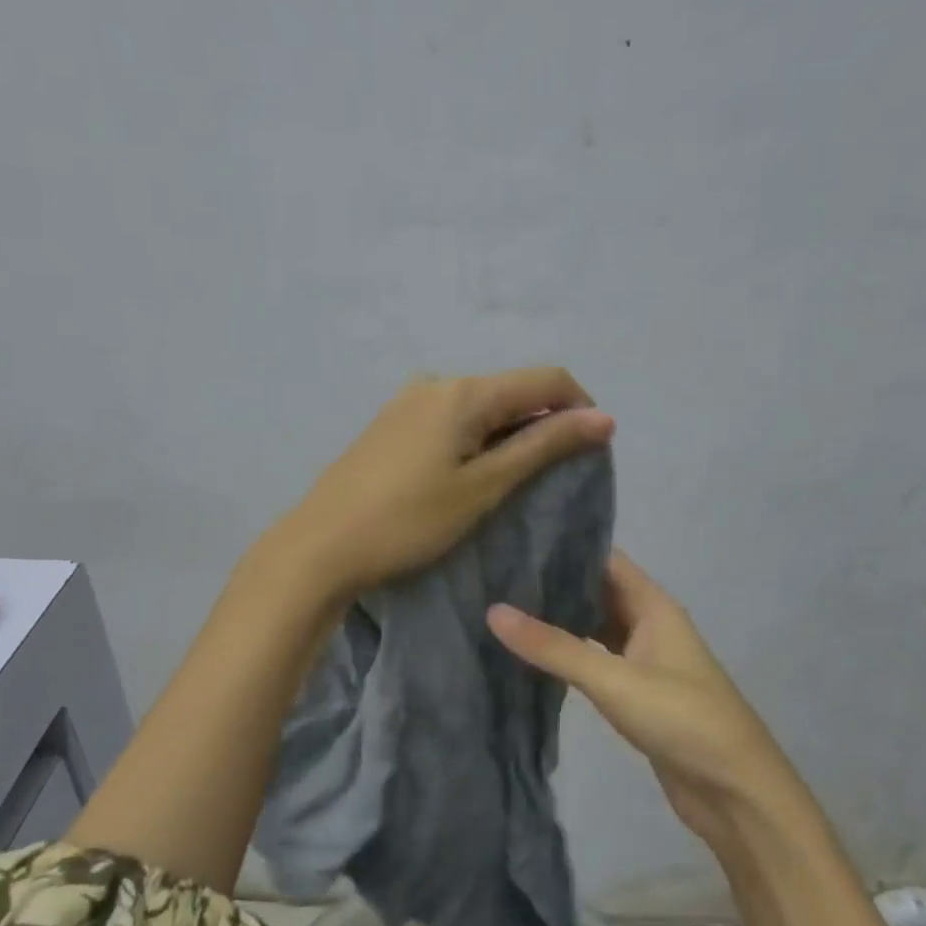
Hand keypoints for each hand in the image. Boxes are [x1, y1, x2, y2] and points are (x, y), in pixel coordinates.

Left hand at [278, 368, 614, 602]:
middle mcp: (438, 382)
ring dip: (508, 435)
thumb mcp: (484, 487)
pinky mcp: (392, 422)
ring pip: (481, 407)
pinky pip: (451, 419)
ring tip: (508, 483)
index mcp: (465, 392)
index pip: (547, 379)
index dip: (579, 408)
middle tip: (548, 479)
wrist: (322, 546)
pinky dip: (475, 440)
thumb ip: (543, 447)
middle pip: (512, 391)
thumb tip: (604, 418)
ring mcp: (409, 400)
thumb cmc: (410, 521)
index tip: (591, 452)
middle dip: (542, 424)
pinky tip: (466, 476)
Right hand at [487, 550, 791, 845]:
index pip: (605, 560)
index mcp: (654, 606)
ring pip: (595, 627)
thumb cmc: (682, 719)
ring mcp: (644, 660)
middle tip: (498, 576)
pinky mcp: (637, 693)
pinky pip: (597, 660)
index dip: (565, 547)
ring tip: (506, 608)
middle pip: (598, 591)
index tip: (515, 542)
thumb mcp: (613, 679)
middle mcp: (649, 624)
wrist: (735, 792)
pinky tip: (535, 655)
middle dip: (555, 584)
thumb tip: (494, 610)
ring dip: (560, 620)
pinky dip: (569, 654)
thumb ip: (554, 647)